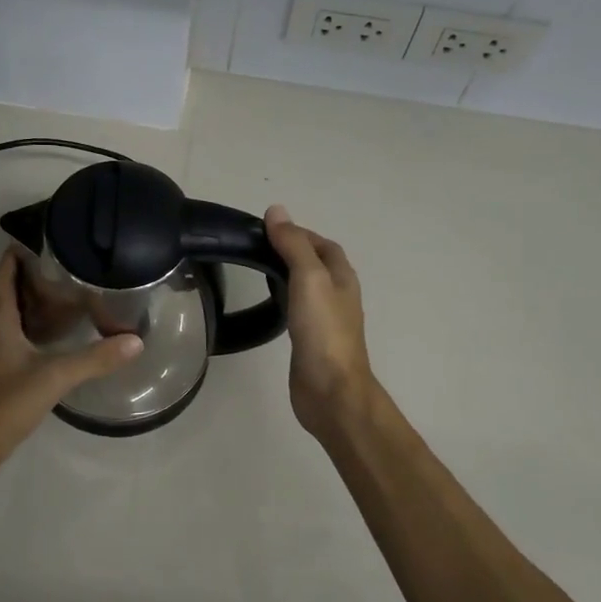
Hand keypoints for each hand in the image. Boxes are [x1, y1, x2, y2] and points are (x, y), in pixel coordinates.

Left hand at [0, 248, 142, 472]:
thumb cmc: (5, 404)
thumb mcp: (54, 377)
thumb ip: (95, 359)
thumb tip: (135, 341)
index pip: (2, 277)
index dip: (14, 256)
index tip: (36, 237)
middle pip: (6, 294)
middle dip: (29, 277)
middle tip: (63, 265)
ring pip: (10, 317)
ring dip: (31, 303)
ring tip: (64, 294)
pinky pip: (14, 337)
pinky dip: (31, 327)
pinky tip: (54, 337)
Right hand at [264, 206, 375, 437]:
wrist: (331, 390)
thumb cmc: (323, 331)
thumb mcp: (309, 278)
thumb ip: (293, 245)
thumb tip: (277, 211)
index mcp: (342, 277)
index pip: (323, 244)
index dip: (299, 233)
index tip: (267, 230)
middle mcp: (338, 295)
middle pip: (317, 264)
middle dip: (292, 252)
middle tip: (258, 248)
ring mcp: (326, 320)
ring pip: (308, 287)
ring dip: (288, 275)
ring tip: (259, 270)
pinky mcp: (312, 341)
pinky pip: (299, 310)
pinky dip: (285, 299)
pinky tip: (270, 304)